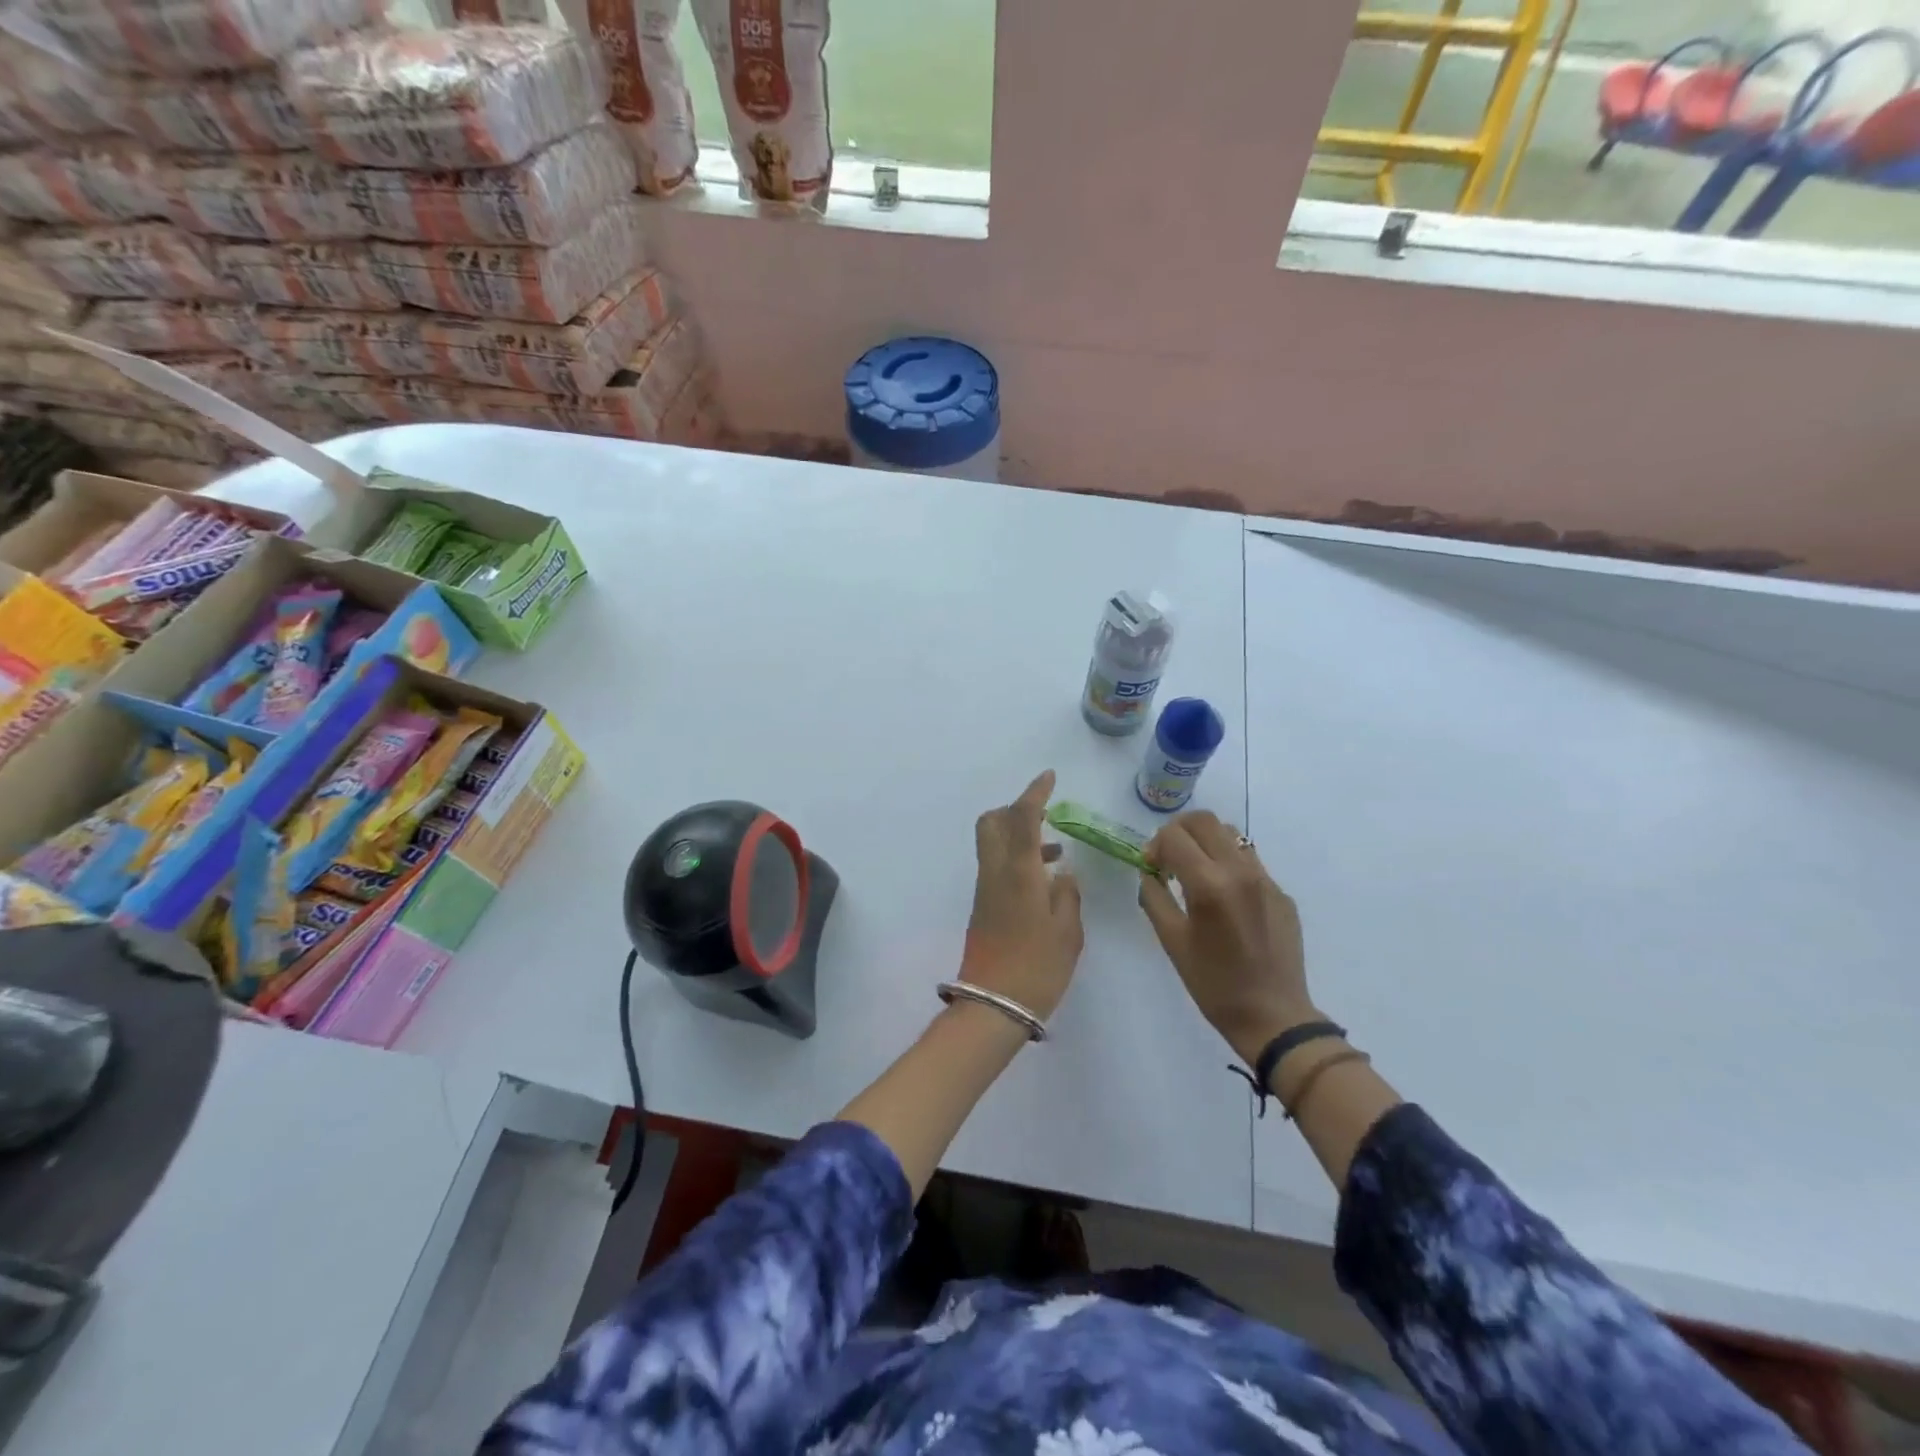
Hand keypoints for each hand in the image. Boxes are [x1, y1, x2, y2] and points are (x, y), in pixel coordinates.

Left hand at [960, 770, 1083, 1020]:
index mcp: (1018, 871)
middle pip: (993, 822)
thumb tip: (1062, 875)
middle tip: (1046, 816)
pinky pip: (998, 867)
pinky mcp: (983, 906)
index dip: (1035, 793)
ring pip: (994, 844)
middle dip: (1016, 810)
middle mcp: (995, 872)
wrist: (993, 1006)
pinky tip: (1045, 881)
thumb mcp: (1068, 932)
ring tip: (1057, 852)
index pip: (1022, 817)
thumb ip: (1068, 895)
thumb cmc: (1037, 967)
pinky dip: (1018, 859)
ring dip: (1020, 836)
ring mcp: (985, 889)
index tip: (1049, 777)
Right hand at [1139, 812, 1315, 1064]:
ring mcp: (1266, 879)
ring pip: (1231, 834)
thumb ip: (1154, 897)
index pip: (1174, 835)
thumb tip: (1150, 872)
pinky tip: (1224, 896)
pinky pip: (1250, 860)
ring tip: (1196, 871)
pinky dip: (1228, 863)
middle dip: (1179, 832)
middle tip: (1169, 858)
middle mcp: (1240, 871)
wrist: (1273, 1016)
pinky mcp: (1281, 892)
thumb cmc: (1213, 983)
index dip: (1155, 845)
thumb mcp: (1171, 941)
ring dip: (1206, 842)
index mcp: (1209, 885)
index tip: (1151, 867)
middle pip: (1204, 821)